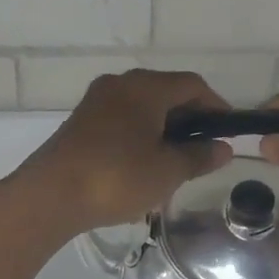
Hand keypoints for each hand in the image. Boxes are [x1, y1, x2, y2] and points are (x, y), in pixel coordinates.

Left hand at [8, 69, 232, 234]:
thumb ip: (199, 156)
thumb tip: (222, 148)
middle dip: (189, 118)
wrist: (50, 194)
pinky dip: (140, 134)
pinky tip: (143, 164)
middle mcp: (120, 84)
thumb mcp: (167, 171)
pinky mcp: (81, 121)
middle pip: (165, 92)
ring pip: (142, 107)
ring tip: (175, 161)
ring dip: (163, 128)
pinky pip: (121, 119)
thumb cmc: (117, 177)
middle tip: (204, 149)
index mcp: (145, 87)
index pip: (192, 84)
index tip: (228, 132)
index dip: (216, 105)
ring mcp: (96, 101)